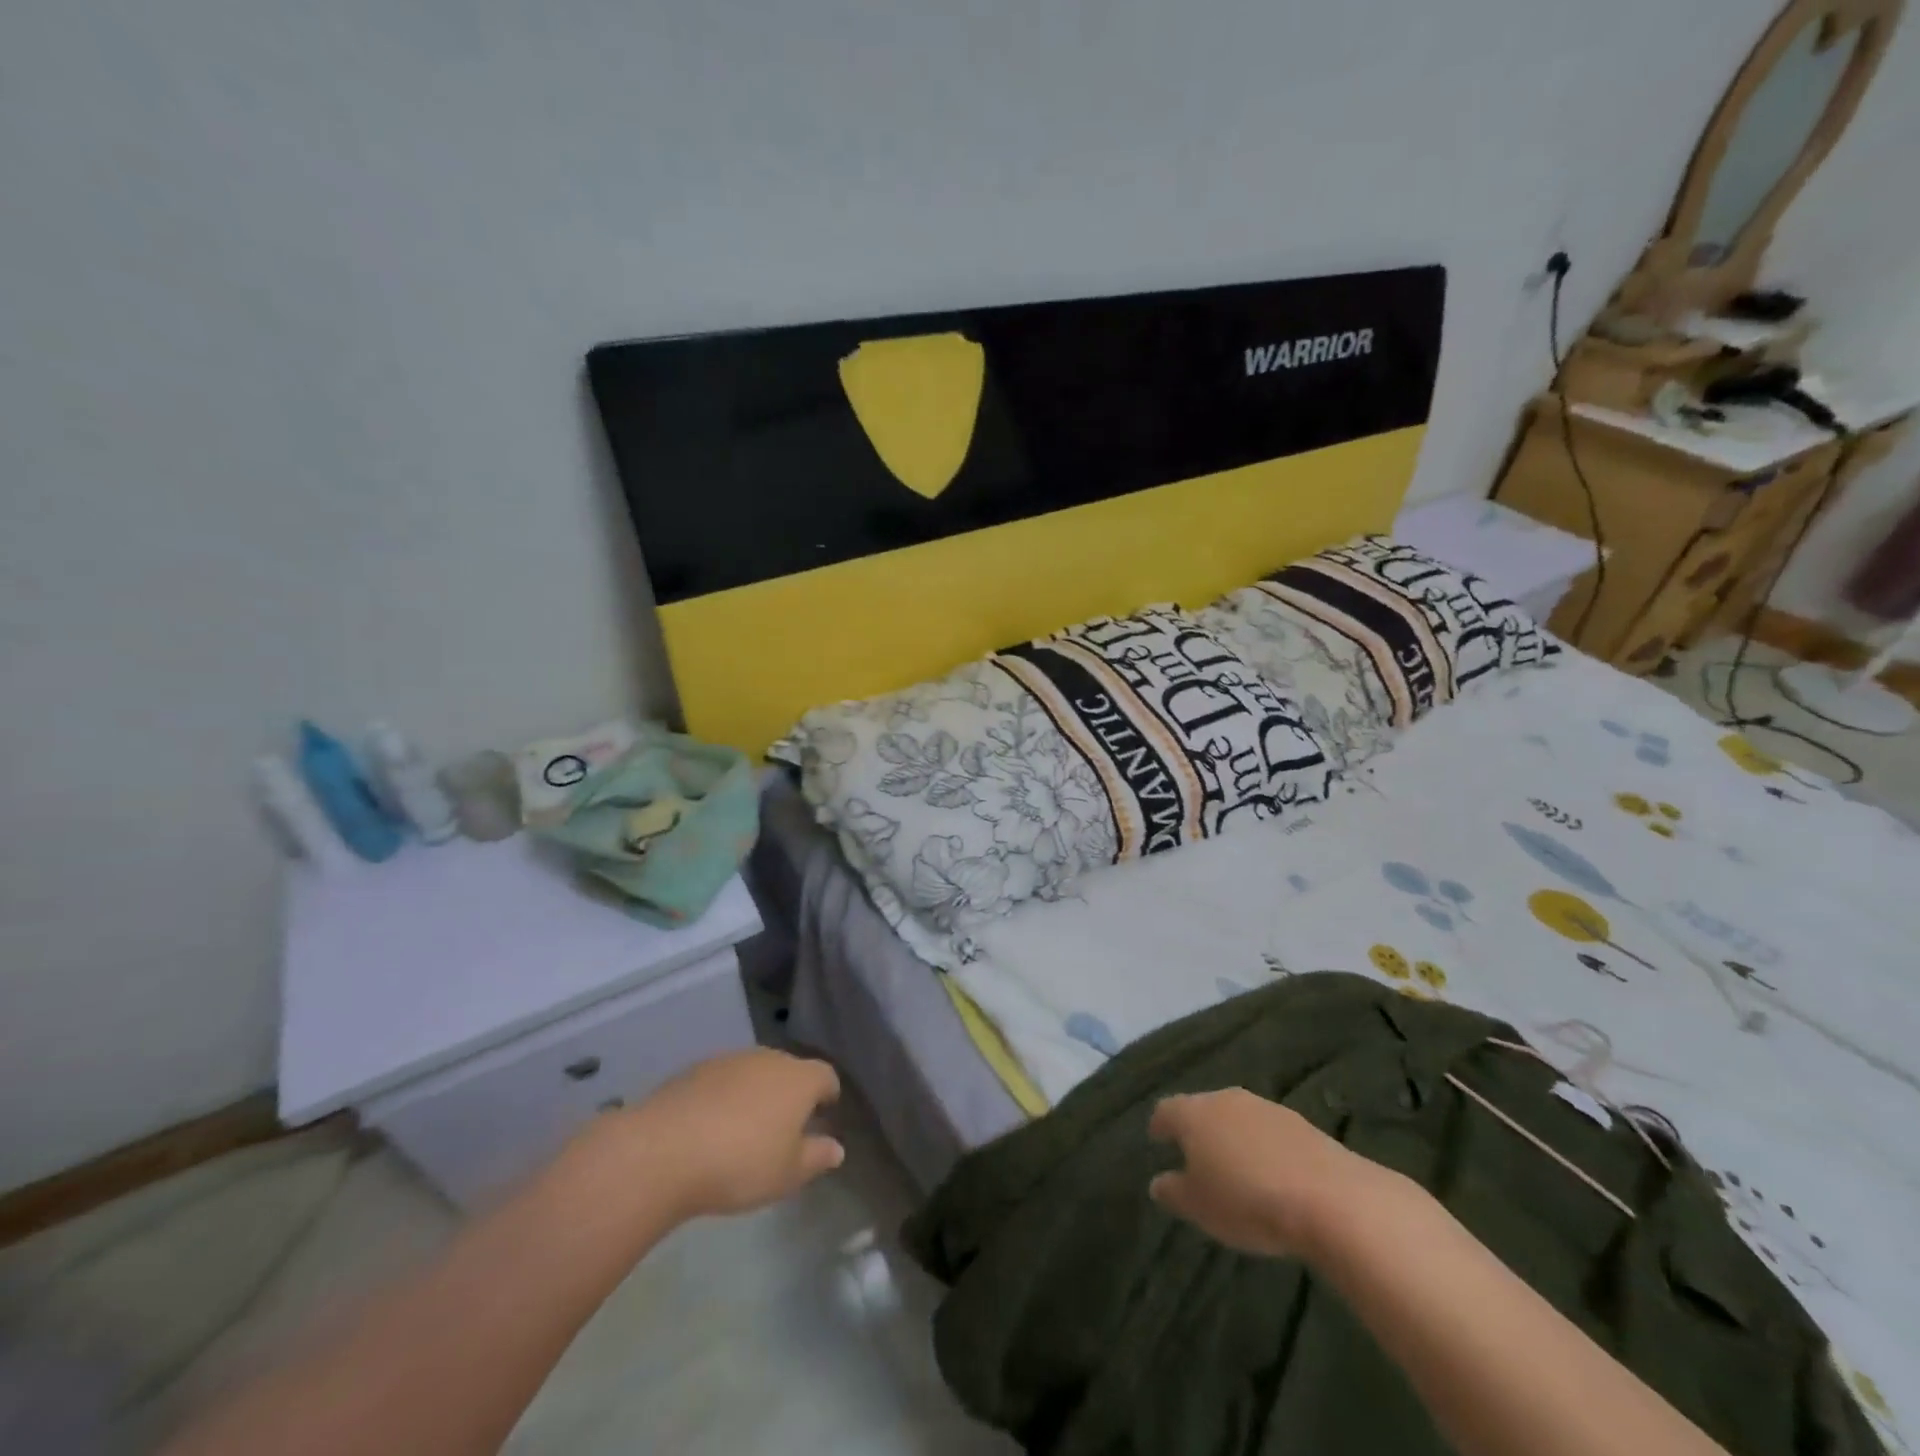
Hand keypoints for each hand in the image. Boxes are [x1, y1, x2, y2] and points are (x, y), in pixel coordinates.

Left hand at [613, 1049, 844, 1221]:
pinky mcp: (696, 1068)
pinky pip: (723, 1080)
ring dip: (756, 1093)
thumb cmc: (740, 1163)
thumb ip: (816, 1157)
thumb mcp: (787, 1173)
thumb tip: (837, 1148)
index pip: (826, 1076)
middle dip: (791, 1093)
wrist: (664, 1150)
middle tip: (784, 1127)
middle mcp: (769, 1059)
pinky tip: (711, 1127)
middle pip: (790, 1070)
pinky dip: (725, 1096)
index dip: (827, 1094)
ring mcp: (731, 1060)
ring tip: (745, 1129)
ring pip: (755, 1072)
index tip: (823, 1114)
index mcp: (799, 1079)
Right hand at [1148, 1088, 1373, 1257]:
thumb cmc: (1248, 1201)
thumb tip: (1158, 1182)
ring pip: (1238, 1118)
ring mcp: (1266, 1108)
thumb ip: (1173, 1192)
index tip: (1157, 1140)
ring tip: (1236, 1168)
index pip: (1166, 1110)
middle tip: (1196, 1156)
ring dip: (1233, 1137)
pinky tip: (1272, 1174)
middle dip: (1197, 1129)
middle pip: (1203, 1109)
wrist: (1331, 1199)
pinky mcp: (1302, 1124)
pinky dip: (1264, 1148)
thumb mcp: (1199, 1207)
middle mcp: (1226, 1099)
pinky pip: (1270, 1133)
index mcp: (1194, 1113)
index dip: (1159, 1126)